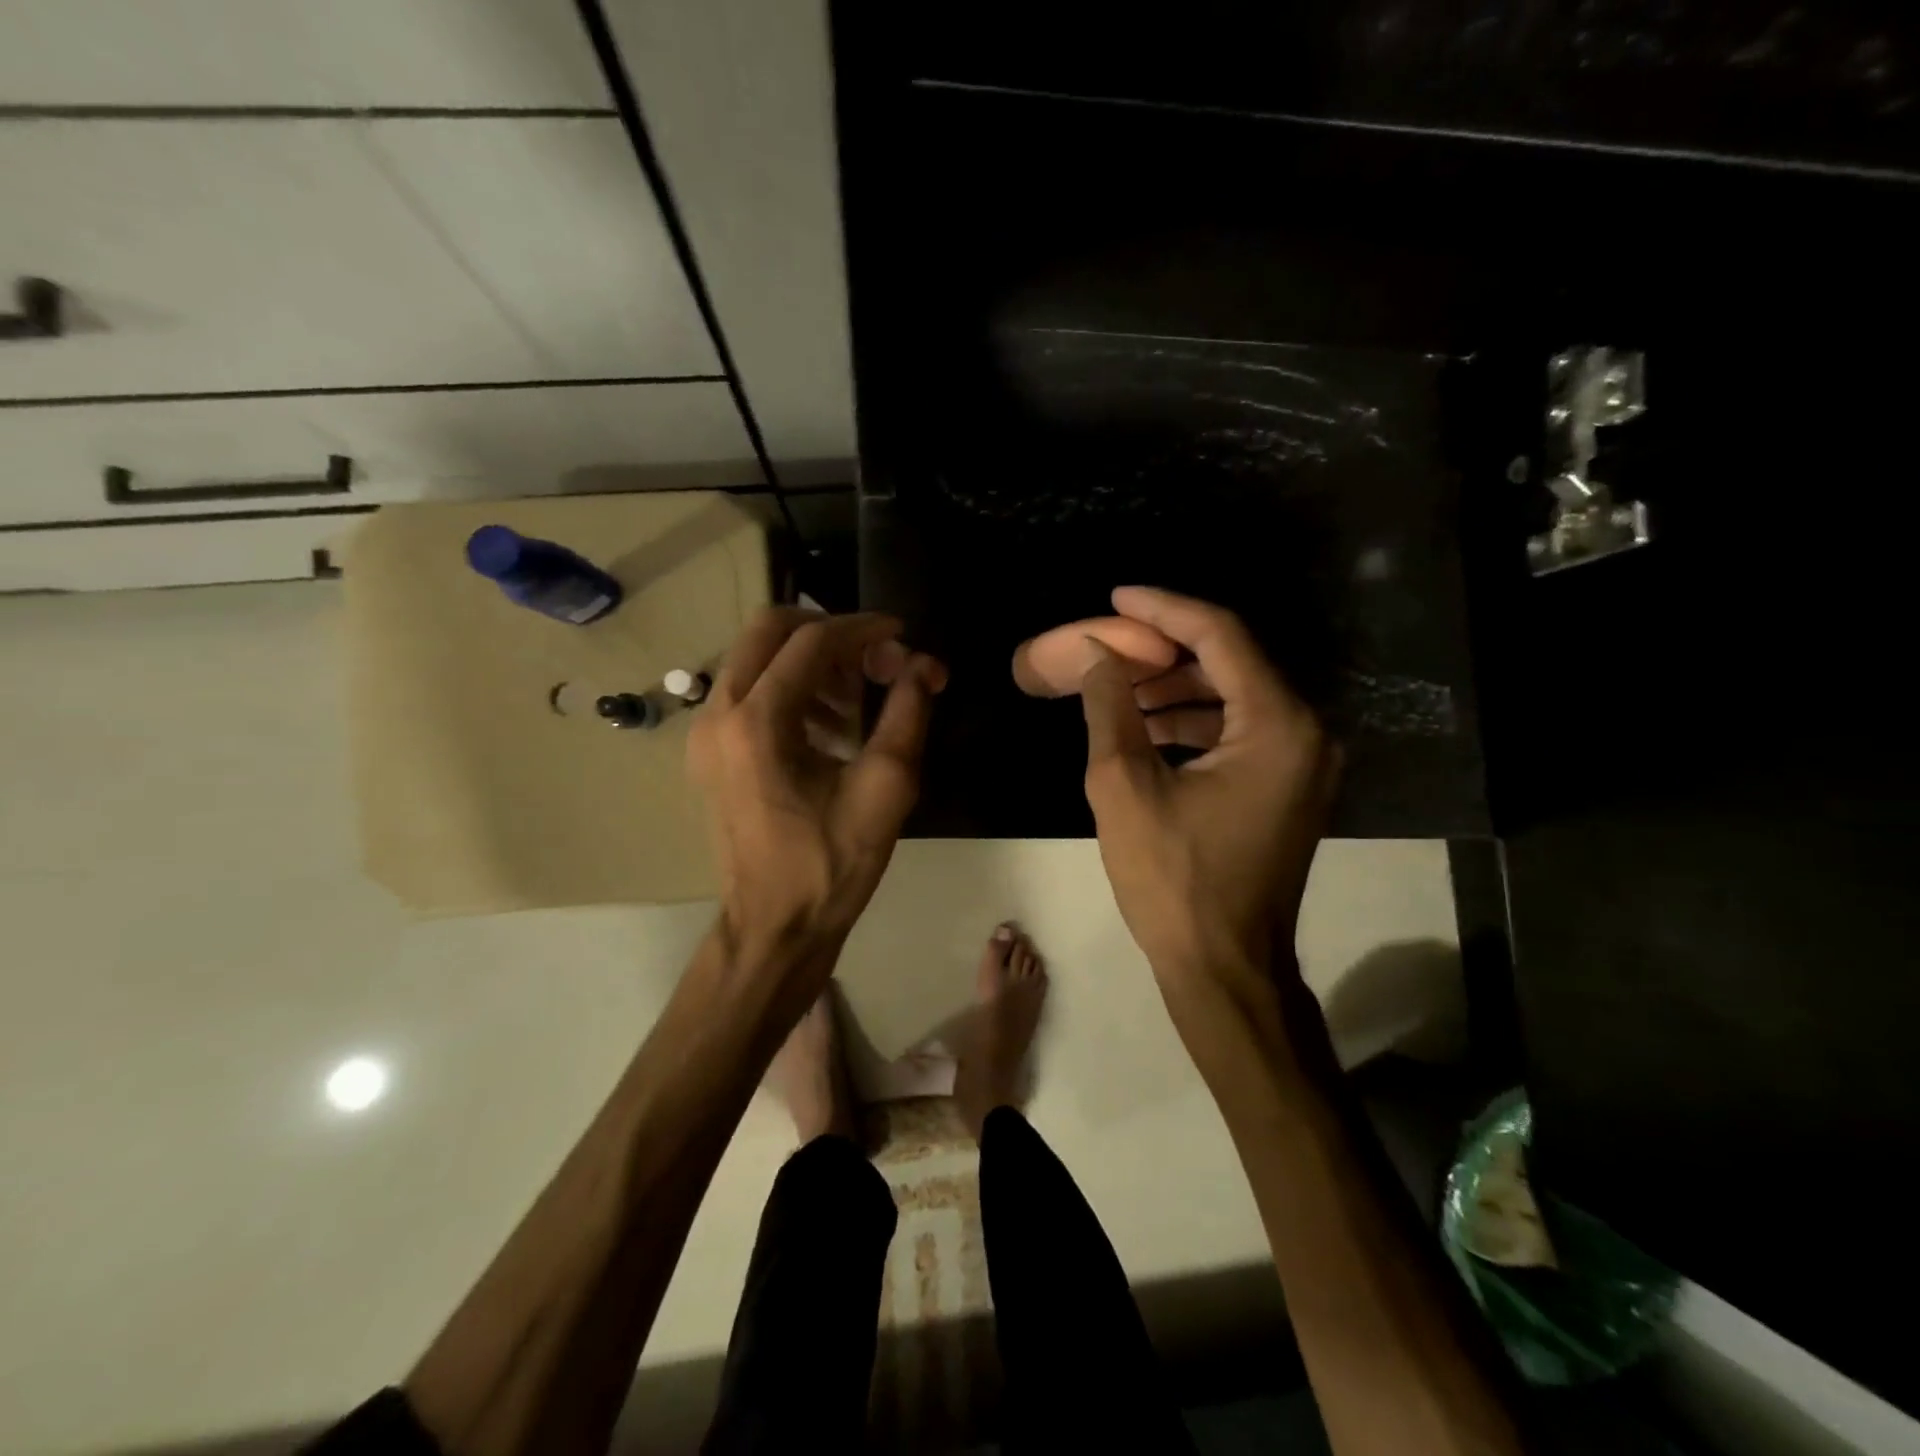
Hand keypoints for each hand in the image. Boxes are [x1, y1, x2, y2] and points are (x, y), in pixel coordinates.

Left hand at [689, 607, 946, 967]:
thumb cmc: (831, 865)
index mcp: (756, 722)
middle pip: (767, 631)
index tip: (901, 635)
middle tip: (872, 658)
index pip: (811, 641)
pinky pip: (747, 692)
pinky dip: (789, 689)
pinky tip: (828, 728)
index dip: (862, 629)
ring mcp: (705, 734)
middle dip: (827, 631)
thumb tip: (924, 664)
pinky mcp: (708, 754)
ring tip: (856, 703)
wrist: (774, 929)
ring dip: (809, 663)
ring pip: (755, 659)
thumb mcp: (885, 787)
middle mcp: (717, 715)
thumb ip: (908, 712)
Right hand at [1079, 587, 1340, 997]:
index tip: (1115, 596)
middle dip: (1163, 649)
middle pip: (1230, 661)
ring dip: (1174, 687)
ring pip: (1232, 696)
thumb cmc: (1172, 880)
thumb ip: (1110, 707)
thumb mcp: (1125, 786)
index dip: (1162, 609)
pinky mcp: (1286, 786)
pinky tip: (1144, 726)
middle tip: (1108, 645)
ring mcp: (1301, 761)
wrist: (1224, 968)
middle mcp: (1305, 731)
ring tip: (1115, 687)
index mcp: (1278, 724)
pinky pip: (1238, 730)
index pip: (1219, 636)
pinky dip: (1192, 722)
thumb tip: (1097, 654)